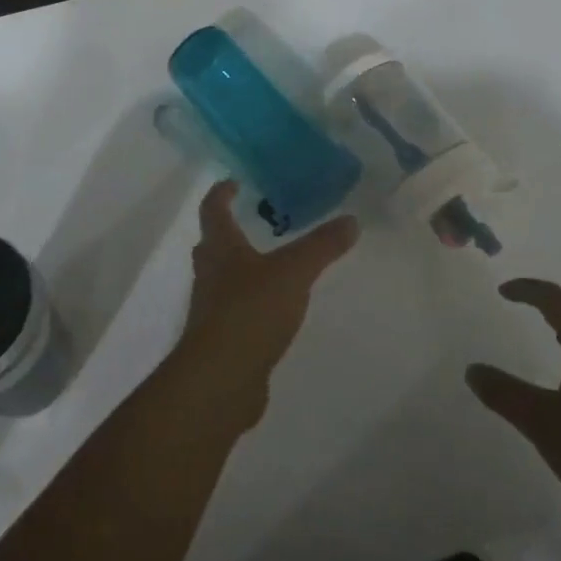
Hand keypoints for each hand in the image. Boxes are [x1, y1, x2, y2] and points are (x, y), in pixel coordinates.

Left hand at [164, 181, 358, 429]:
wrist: (222, 378)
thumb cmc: (251, 310)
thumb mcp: (294, 272)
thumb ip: (322, 246)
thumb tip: (351, 220)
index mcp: (221, 249)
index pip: (213, 210)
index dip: (221, 194)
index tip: (233, 182)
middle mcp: (209, 275)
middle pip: (211, 245)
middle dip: (226, 232)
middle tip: (249, 222)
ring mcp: (211, 310)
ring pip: (220, 279)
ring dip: (236, 268)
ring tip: (265, 266)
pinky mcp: (220, 341)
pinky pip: (232, 312)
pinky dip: (247, 304)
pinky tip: (269, 312)